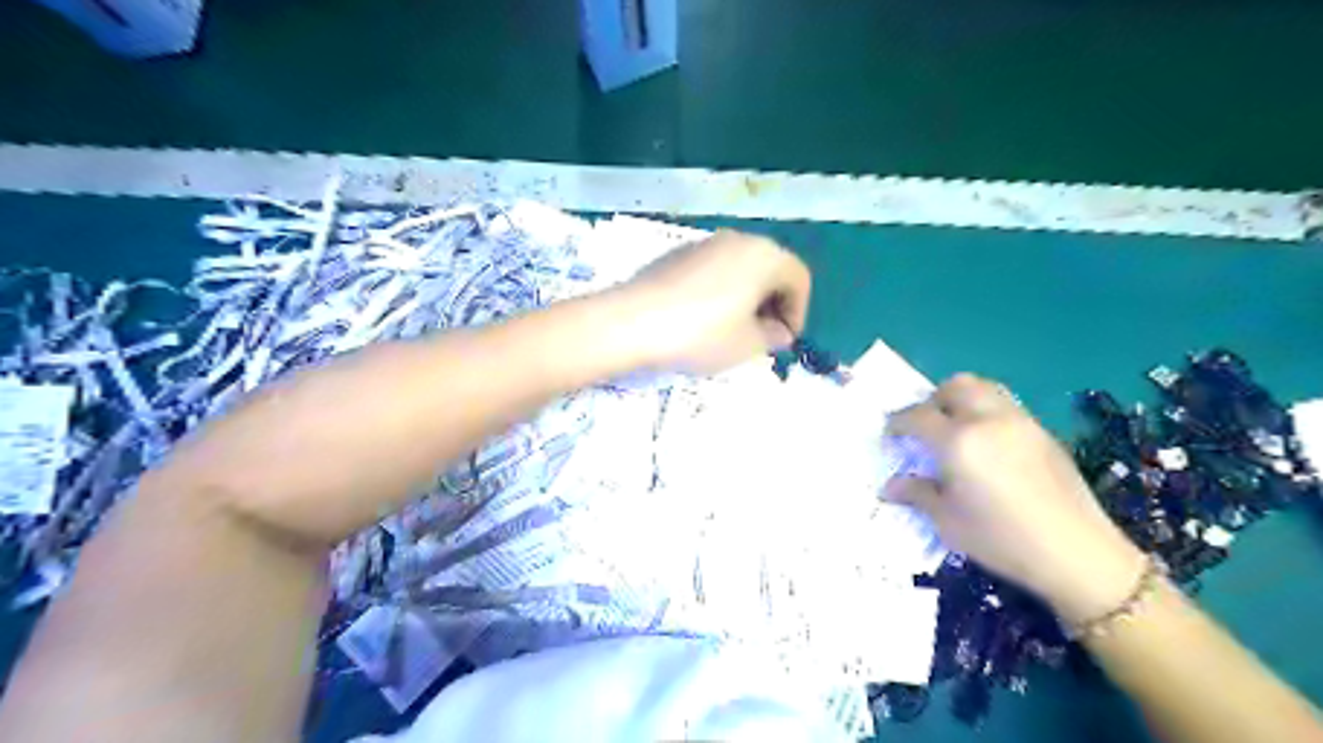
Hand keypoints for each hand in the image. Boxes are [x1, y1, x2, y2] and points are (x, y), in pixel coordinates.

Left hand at [615, 231, 812, 372]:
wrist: (632, 322)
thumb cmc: (701, 334)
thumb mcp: (748, 344)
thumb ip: (773, 336)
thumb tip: (777, 330)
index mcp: (765, 255)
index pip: (798, 279)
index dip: (798, 312)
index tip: (784, 340)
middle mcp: (738, 239)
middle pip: (770, 268)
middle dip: (773, 302)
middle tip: (763, 335)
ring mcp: (705, 243)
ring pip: (741, 268)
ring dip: (747, 296)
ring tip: (733, 330)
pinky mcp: (677, 254)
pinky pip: (714, 270)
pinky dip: (721, 290)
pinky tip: (703, 318)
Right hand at [889, 375, 1147, 622]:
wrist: (1077, 553)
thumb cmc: (1001, 539)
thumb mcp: (948, 522)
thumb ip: (917, 494)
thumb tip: (889, 486)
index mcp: (959, 441)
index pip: (918, 416)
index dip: (898, 422)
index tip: (890, 435)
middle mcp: (988, 420)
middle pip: (954, 386)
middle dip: (932, 400)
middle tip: (924, 425)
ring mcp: (1020, 422)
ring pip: (984, 388)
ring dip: (962, 398)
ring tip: (955, 427)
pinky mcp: (1043, 432)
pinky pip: (1006, 405)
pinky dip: (987, 411)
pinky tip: (988, 444)